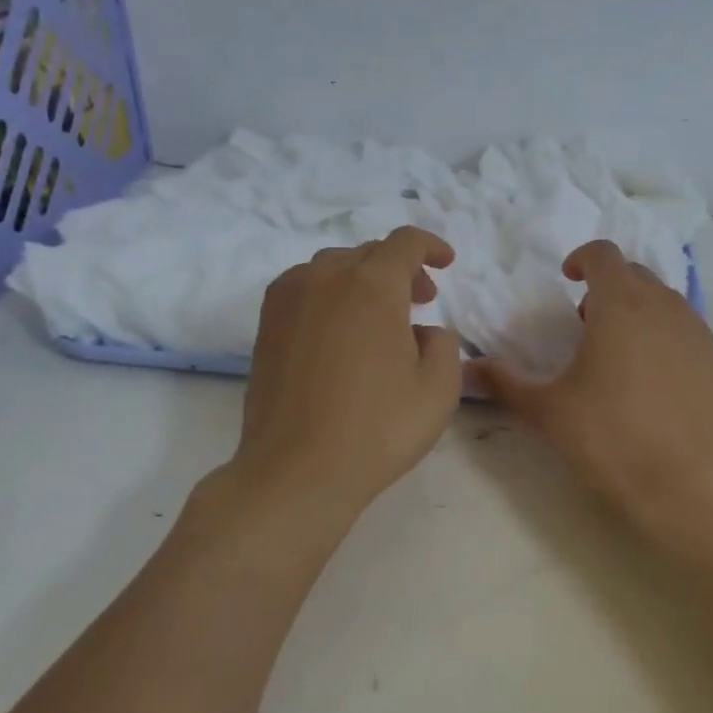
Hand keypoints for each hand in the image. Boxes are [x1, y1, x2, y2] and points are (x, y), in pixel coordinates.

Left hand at [226, 227, 463, 527]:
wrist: (296, 470)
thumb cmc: (377, 428)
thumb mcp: (439, 388)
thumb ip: (443, 343)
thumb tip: (421, 331)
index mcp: (372, 284)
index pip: (405, 243)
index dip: (431, 246)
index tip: (446, 263)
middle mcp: (326, 277)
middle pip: (369, 253)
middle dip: (401, 269)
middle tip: (421, 300)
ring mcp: (289, 299)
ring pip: (333, 267)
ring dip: (363, 279)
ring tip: (378, 316)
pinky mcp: (266, 324)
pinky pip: (304, 287)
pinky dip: (329, 292)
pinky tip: (338, 328)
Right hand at [476, 241, 712, 554]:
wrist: (691, 487)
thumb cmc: (611, 438)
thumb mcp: (548, 411)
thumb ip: (505, 383)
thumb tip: (469, 369)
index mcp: (621, 305)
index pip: (603, 254)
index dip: (582, 259)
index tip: (567, 280)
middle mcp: (665, 307)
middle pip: (635, 274)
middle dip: (608, 286)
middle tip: (586, 322)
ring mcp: (698, 333)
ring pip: (665, 301)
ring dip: (639, 310)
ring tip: (619, 352)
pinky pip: (688, 332)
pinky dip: (666, 337)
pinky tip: (655, 381)